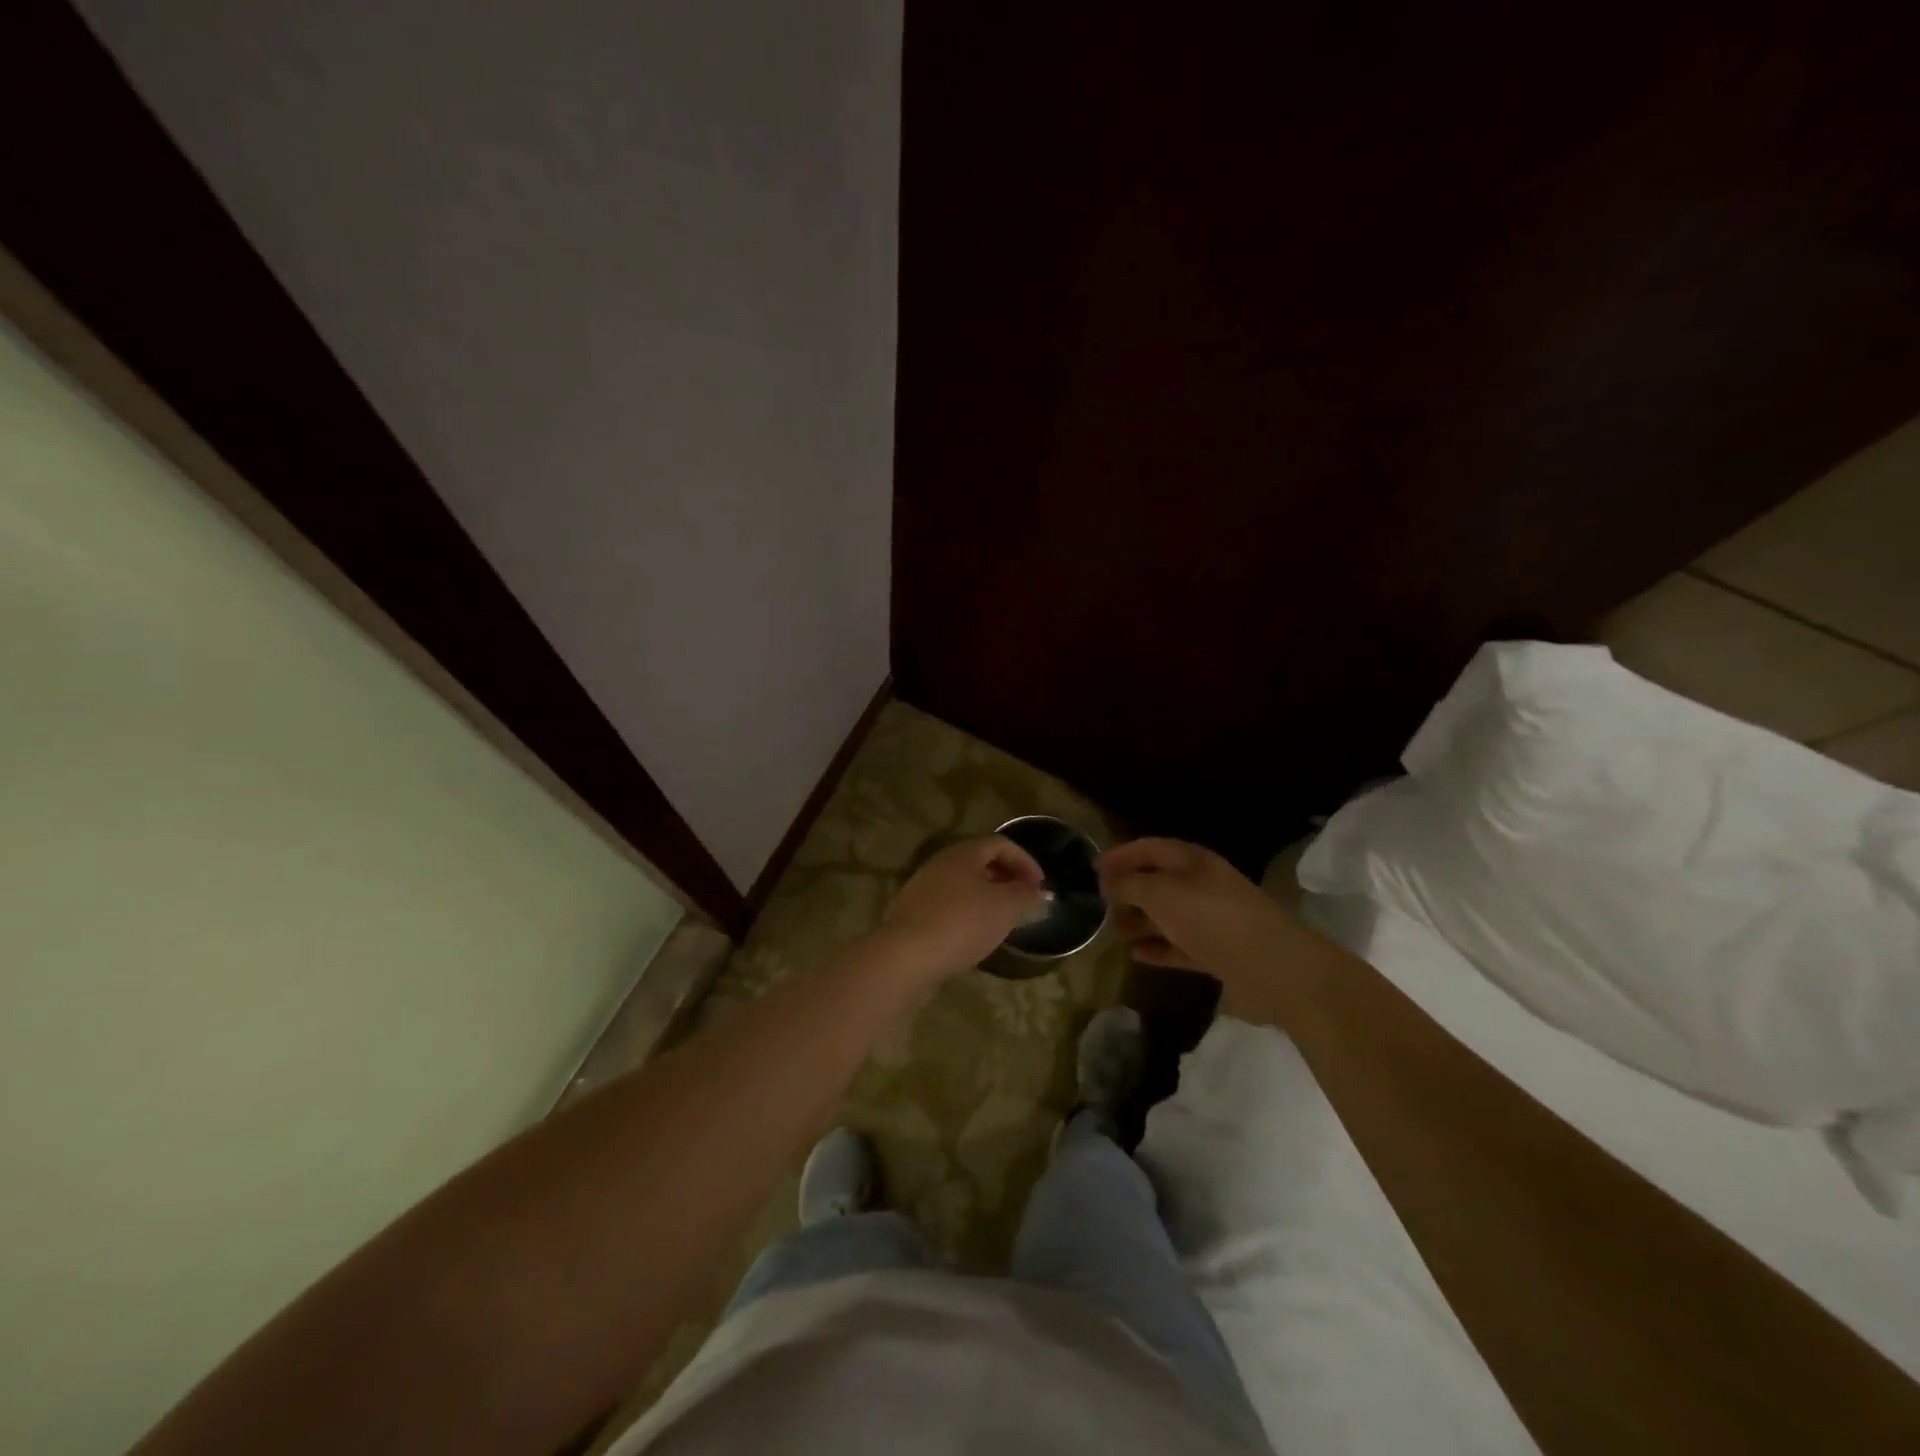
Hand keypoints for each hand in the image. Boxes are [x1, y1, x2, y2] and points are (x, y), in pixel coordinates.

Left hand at [880, 836, 1047, 979]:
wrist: (907, 956)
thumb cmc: (962, 923)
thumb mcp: (1005, 908)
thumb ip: (1026, 897)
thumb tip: (1040, 894)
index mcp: (963, 853)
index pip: (1000, 844)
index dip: (1025, 862)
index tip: (1040, 887)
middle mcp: (940, 864)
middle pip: (980, 862)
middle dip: (1007, 879)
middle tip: (1024, 902)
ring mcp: (923, 888)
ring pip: (963, 886)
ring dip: (987, 898)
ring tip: (1004, 921)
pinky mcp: (913, 914)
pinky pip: (948, 906)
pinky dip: (968, 914)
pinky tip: (975, 937)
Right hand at [1099, 838, 1295, 982]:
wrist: (1270, 965)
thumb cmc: (1210, 917)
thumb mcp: (1160, 893)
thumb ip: (1130, 884)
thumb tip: (1108, 881)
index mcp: (1191, 861)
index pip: (1149, 848)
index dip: (1121, 855)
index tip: (1092, 869)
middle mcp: (1201, 885)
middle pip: (1158, 882)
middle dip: (1128, 891)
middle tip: (1099, 905)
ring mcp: (1211, 920)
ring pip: (1167, 916)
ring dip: (1140, 922)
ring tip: (1112, 933)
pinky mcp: (1218, 952)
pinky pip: (1180, 946)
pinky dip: (1158, 948)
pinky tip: (1135, 955)